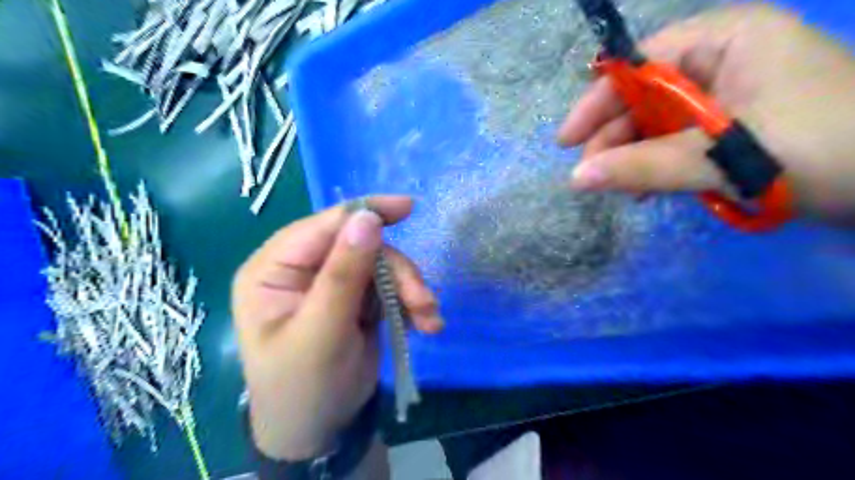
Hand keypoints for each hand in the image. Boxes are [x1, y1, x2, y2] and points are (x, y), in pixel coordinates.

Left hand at [231, 196, 439, 460]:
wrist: (319, 429)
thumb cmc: (303, 386)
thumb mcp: (321, 331)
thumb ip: (343, 274)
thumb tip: (367, 218)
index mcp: (274, 269)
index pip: (323, 226)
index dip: (366, 212)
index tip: (408, 208)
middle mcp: (302, 269)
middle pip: (361, 246)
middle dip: (397, 273)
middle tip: (423, 303)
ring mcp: (333, 282)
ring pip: (382, 265)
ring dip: (410, 290)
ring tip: (429, 320)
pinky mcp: (357, 298)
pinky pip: (390, 286)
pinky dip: (410, 302)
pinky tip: (424, 324)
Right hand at [558, 4, 854, 225]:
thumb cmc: (825, 149)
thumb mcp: (724, 156)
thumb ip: (645, 166)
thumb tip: (576, 178)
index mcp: (726, 41)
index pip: (641, 65)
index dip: (598, 102)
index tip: (565, 140)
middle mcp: (724, 63)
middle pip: (646, 98)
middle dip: (615, 136)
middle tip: (587, 175)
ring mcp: (730, 100)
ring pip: (660, 125)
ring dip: (634, 157)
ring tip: (616, 188)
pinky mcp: (735, 133)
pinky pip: (680, 145)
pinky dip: (658, 168)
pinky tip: (643, 190)